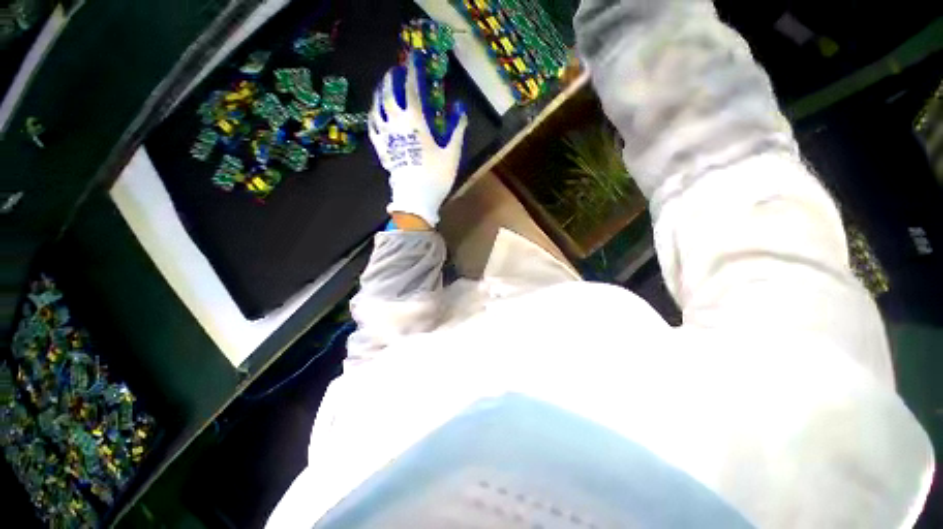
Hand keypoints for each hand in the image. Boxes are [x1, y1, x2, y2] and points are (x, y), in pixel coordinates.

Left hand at [369, 52, 467, 226]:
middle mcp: (396, 122)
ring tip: (383, 87)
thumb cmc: (436, 174)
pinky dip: (373, 115)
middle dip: (392, 77)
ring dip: (379, 92)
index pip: (411, 87)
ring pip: (376, 106)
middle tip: (397, 71)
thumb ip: (456, 128)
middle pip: (388, 92)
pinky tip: (375, 113)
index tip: (414, 59)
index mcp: (414, 120)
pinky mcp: (381, 148)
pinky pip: (372, 126)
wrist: (416, 197)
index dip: (412, 70)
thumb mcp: (452, 152)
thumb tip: (460, 109)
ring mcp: (385, 135)